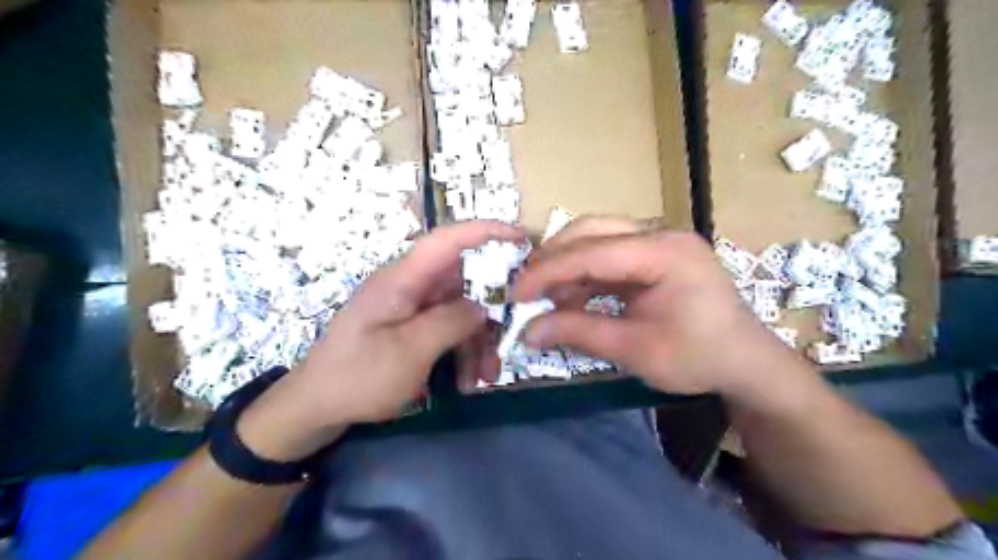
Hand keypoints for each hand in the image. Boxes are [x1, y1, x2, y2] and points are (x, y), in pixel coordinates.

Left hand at [238, 222, 524, 460]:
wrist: (316, 408)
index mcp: (402, 280)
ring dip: (478, 341)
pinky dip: (463, 352)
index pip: (446, 241)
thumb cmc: (358, 377)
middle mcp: (410, 287)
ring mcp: (412, 308)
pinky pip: (449, 329)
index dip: (484, 231)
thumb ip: (450, 322)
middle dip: (491, 309)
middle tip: (514, 333)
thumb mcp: (409, 352)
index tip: (521, 237)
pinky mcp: (413, 327)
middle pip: (463, 281)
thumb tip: (483, 305)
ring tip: (485, 377)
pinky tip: (468, 381)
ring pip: (461, 310)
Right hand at [511, 216, 814, 396]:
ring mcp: (659, 241)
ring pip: (597, 238)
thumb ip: (578, 332)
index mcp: (664, 253)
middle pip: (591, 230)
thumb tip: (527, 332)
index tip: (516, 294)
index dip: (547, 271)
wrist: (746, 362)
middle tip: (526, 289)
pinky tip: (571, 297)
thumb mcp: (635, 350)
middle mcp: (661, 234)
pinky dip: (585, 274)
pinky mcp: (655, 255)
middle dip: (553, 259)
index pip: (592, 252)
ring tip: (547, 298)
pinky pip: (609, 255)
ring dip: (567, 266)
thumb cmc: (698, 358)